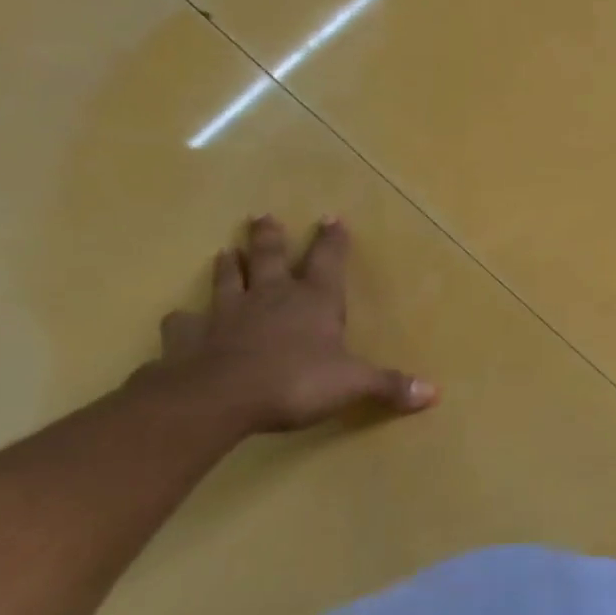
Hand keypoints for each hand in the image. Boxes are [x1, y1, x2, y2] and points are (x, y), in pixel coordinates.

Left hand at [148, 215, 437, 433]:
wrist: (216, 398)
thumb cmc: (294, 382)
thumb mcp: (353, 385)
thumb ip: (390, 385)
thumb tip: (434, 393)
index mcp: (315, 301)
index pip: (328, 261)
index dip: (332, 240)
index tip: (332, 217)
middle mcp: (271, 297)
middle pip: (270, 258)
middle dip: (270, 237)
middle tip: (262, 216)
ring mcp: (226, 313)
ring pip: (227, 280)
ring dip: (229, 265)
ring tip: (225, 251)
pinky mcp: (189, 337)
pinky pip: (184, 322)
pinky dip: (184, 318)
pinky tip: (180, 317)